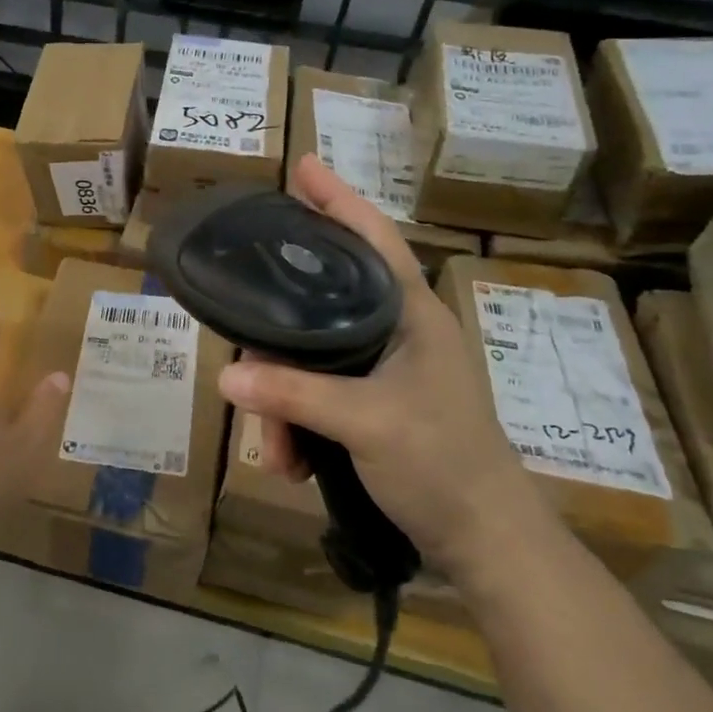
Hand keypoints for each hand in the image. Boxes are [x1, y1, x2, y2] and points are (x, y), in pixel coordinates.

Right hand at [218, 155, 541, 578]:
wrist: (487, 544)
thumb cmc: (443, 463)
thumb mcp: (365, 422)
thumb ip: (293, 394)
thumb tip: (226, 375)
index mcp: (410, 312)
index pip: (371, 237)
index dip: (337, 199)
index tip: (302, 168)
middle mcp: (396, 330)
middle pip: (318, 306)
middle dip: (276, 344)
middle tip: (246, 366)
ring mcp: (385, 370)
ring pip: (310, 359)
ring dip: (283, 403)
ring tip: (276, 451)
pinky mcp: (374, 405)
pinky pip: (316, 395)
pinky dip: (297, 425)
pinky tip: (291, 462)